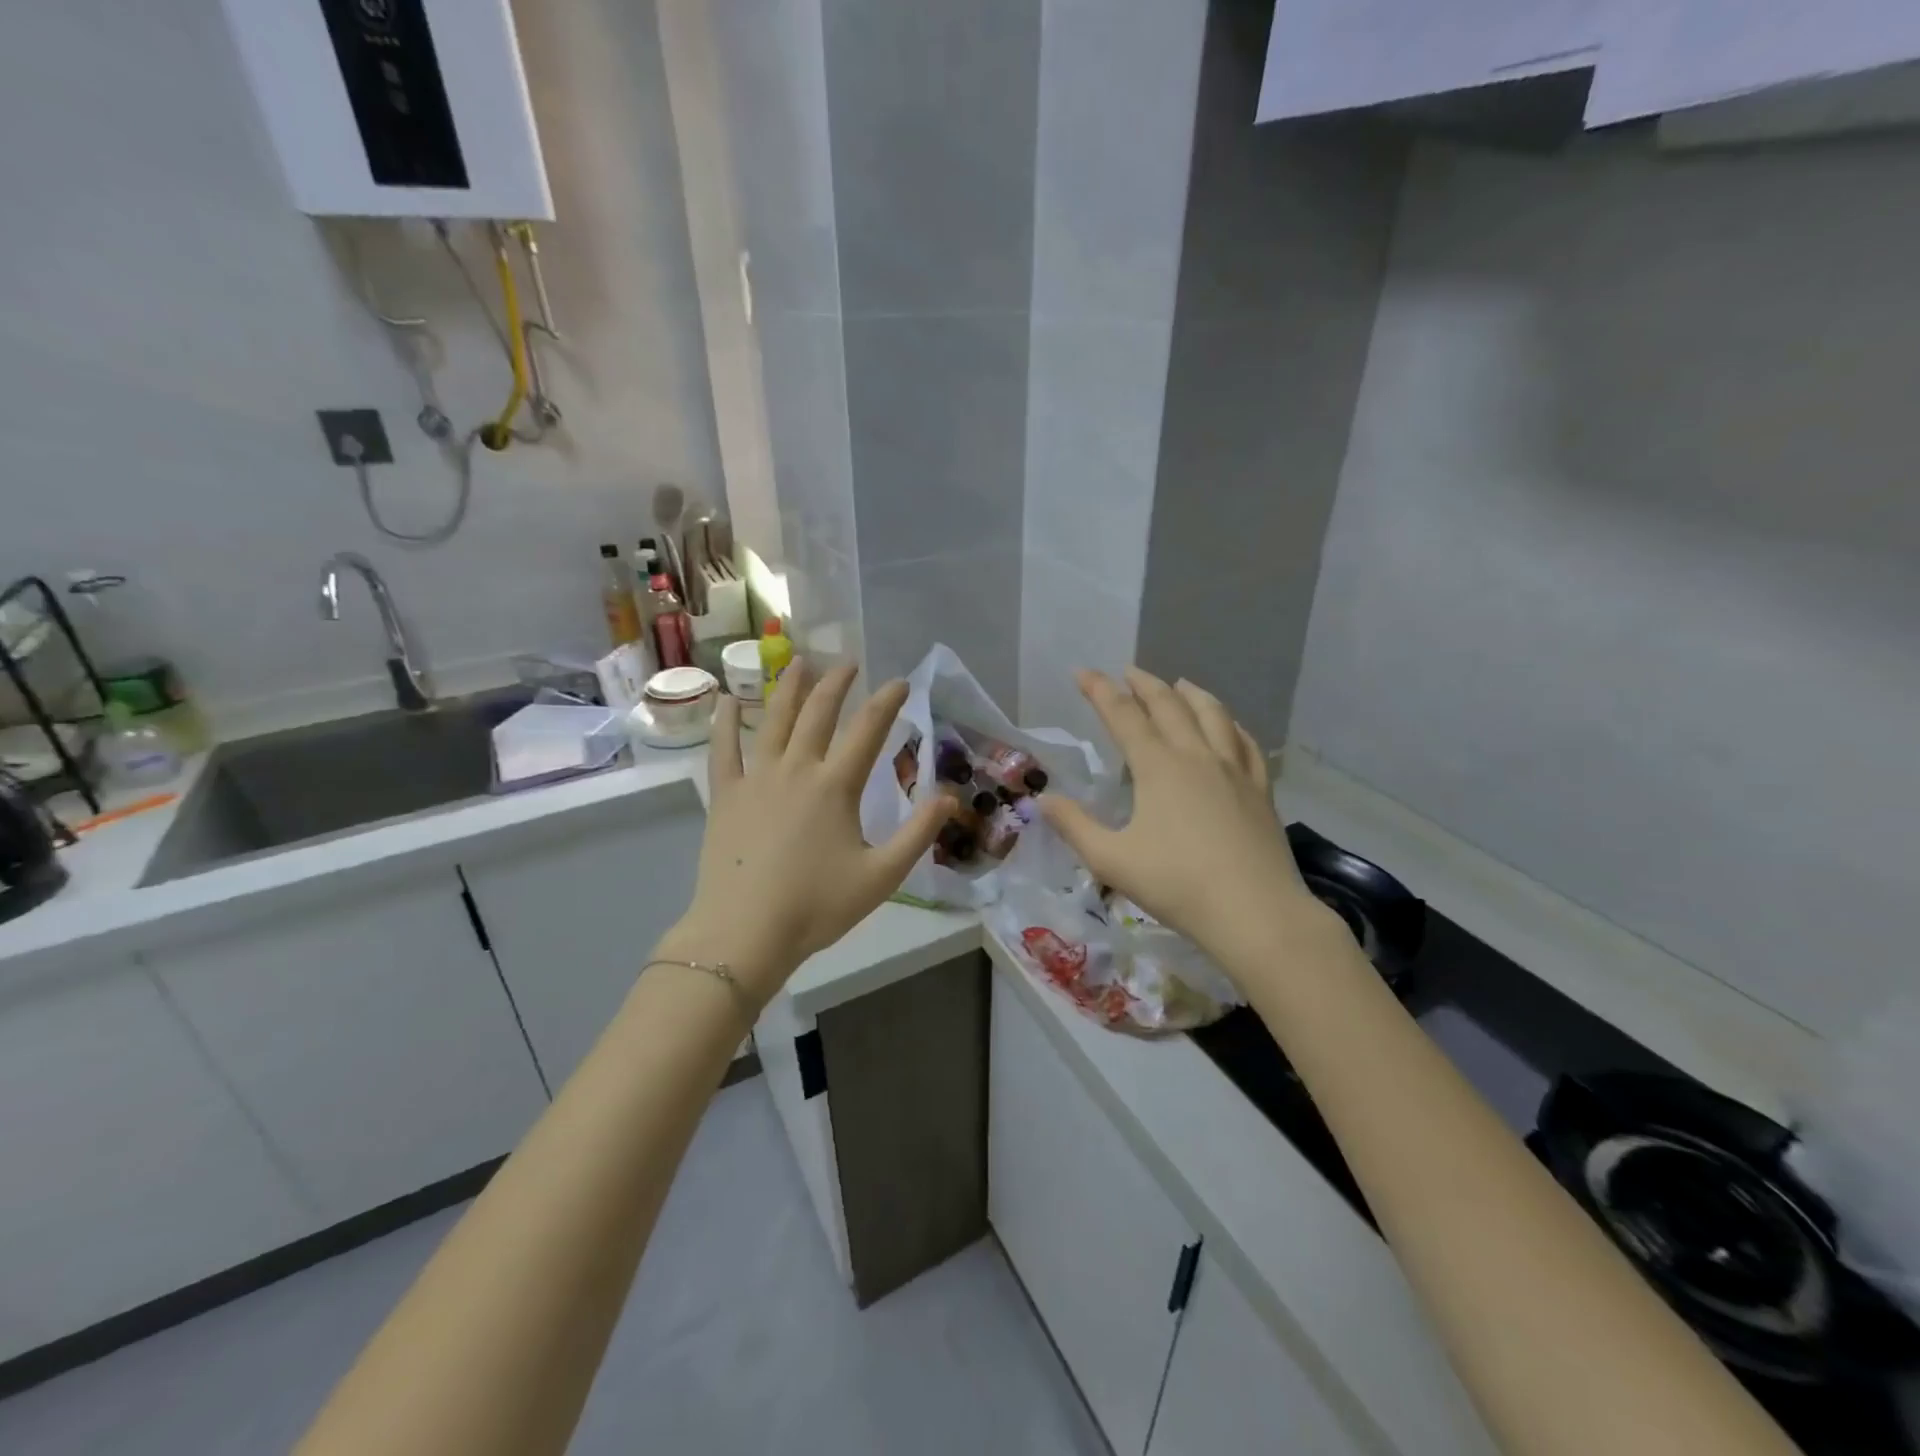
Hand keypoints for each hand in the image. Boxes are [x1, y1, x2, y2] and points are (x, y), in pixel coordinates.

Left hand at [664, 661, 953, 1007]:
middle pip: (819, 714)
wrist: (745, 932)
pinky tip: (725, 699)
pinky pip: (724, 749)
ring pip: (774, 721)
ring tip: (800, 662)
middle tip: (849, 663)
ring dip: (790, 689)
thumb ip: (918, 834)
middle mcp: (796, 769)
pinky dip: (725, 721)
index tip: (899, 681)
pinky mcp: (725, 795)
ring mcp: (756, 779)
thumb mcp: (882, 876)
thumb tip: (950, 797)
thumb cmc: (817, 907)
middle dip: (837, 684)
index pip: (868, 730)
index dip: (887, 702)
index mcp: (835, 786)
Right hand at [1039, 669, 1324, 968]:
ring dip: (1191, 694)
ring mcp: (1234, 770)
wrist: (1254, 912)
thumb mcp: (1111, 860)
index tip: (1083, 672)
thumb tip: (1043, 800)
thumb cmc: (1177, 884)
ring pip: (1213, 715)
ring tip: (1179, 683)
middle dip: (1144, 684)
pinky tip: (1230, 727)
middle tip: (1128, 671)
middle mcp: (1196, 756)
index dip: (1100, 690)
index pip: (1122, 715)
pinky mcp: (1260, 790)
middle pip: (1169, 705)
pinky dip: (1232, 725)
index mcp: (1158, 767)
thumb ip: (1074, 826)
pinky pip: (1246, 744)